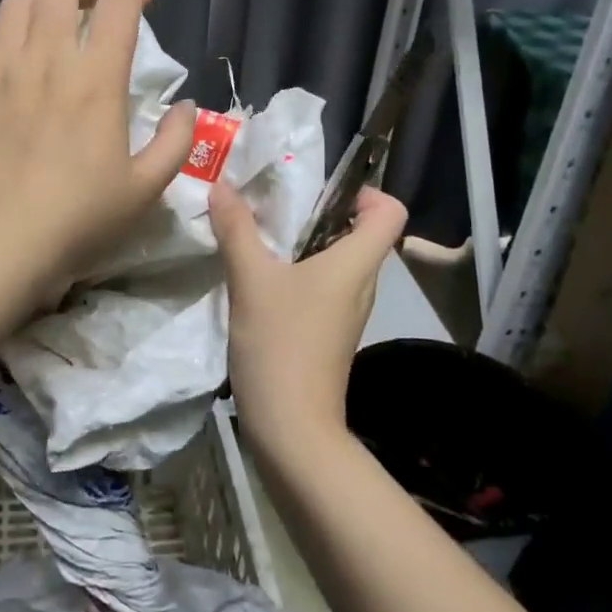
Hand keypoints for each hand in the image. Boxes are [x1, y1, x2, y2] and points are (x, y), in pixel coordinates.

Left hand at [0, 0, 195, 299]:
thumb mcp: (144, 190)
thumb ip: (174, 143)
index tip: (140, 0)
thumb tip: (187, 106)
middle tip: (91, 3)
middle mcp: (47, 57)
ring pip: (17, 0)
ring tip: (48, 12)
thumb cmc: (75, 221)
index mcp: (97, 80)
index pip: (119, 9)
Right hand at [210, 181, 407, 452]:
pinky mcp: (329, 332)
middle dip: (321, 213)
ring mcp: (347, 311)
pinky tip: (260, 280)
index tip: (321, 193)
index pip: (391, 212)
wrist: (291, 427)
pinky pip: (322, 287)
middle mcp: (362, 283)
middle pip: (361, 233)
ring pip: (337, 261)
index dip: (366, 192)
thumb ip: (236, 229)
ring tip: (261, 238)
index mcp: (356, 263)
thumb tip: (221, 184)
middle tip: (274, 206)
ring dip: (304, 244)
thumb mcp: (251, 279)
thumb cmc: (281, 344)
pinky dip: (298, 274)